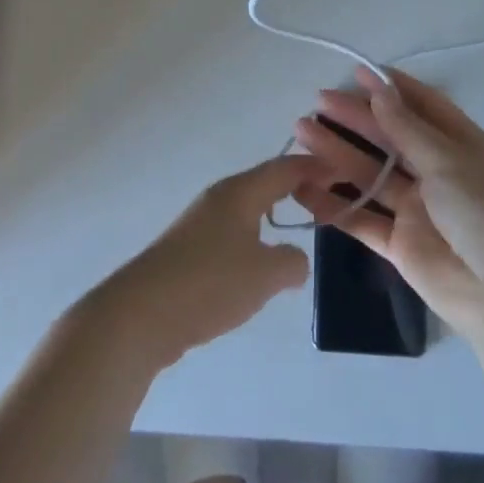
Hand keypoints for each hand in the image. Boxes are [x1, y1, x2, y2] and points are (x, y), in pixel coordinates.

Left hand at [89, 154, 323, 371]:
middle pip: (264, 183)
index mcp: (239, 192)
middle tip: (327, 198)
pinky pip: (232, 234)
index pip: (284, 168)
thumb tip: (296, 259)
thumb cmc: (209, 283)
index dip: (315, 168)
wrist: (141, 313)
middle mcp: (219, 199)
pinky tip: (258, 265)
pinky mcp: (187, 251)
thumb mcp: (264, 274)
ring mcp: (199, 224)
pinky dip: (254, 239)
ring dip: (273, 214)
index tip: (342, 172)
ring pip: (247, 210)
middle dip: (295, 187)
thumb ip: (292, 262)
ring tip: (299, 229)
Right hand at [292, 68, 483, 340]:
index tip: (355, 71)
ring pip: (369, 174)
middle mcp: (437, 172)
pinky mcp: (399, 244)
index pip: (422, 106)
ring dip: (336, 153)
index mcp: (460, 145)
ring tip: (301, 133)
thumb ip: (407, 128)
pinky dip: (333, 204)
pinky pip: (361, 218)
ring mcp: (417, 209)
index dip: (390, 88)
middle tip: (318, 102)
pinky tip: (302, 188)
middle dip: (355, 118)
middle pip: (389, 137)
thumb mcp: (449, 161)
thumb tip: (379, 90)